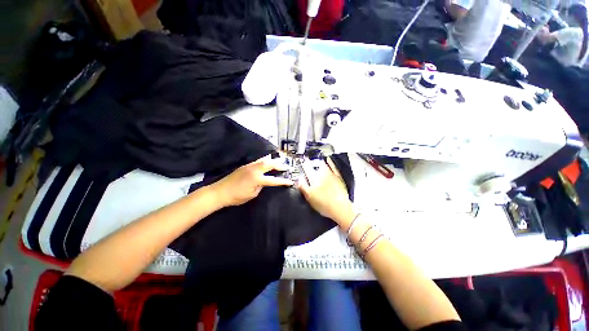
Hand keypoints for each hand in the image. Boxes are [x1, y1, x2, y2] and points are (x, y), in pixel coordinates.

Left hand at [210, 154, 293, 206]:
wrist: (220, 192)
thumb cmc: (236, 196)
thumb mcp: (252, 194)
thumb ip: (260, 186)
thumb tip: (264, 182)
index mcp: (257, 178)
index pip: (273, 180)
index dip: (283, 181)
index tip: (290, 181)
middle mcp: (254, 169)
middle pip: (270, 164)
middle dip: (279, 165)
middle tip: (286, 167)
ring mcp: (249, 166)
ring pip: (264, 160)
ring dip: (272, 161)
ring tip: (279, 162)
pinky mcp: (245, 165)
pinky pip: (258, 161)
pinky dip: (265, 161)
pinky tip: (266, 163)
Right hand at [298, 158, 354, 224]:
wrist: (339, 207)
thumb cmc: (324, 204)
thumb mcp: (309, 197)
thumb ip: (303, 187)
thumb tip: (299, 180)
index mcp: (314, 180)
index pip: (306, 170)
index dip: (303, 166)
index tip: (301, 163)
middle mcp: (322, 175)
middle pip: (314, 167)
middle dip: (309, 164)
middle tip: (307, 162)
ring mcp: (331, 175)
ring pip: (323, 165)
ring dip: (318, 162)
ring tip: (315, 160)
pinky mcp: (338, 178)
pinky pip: (334, 167)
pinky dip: (330, 162)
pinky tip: (328, 159)